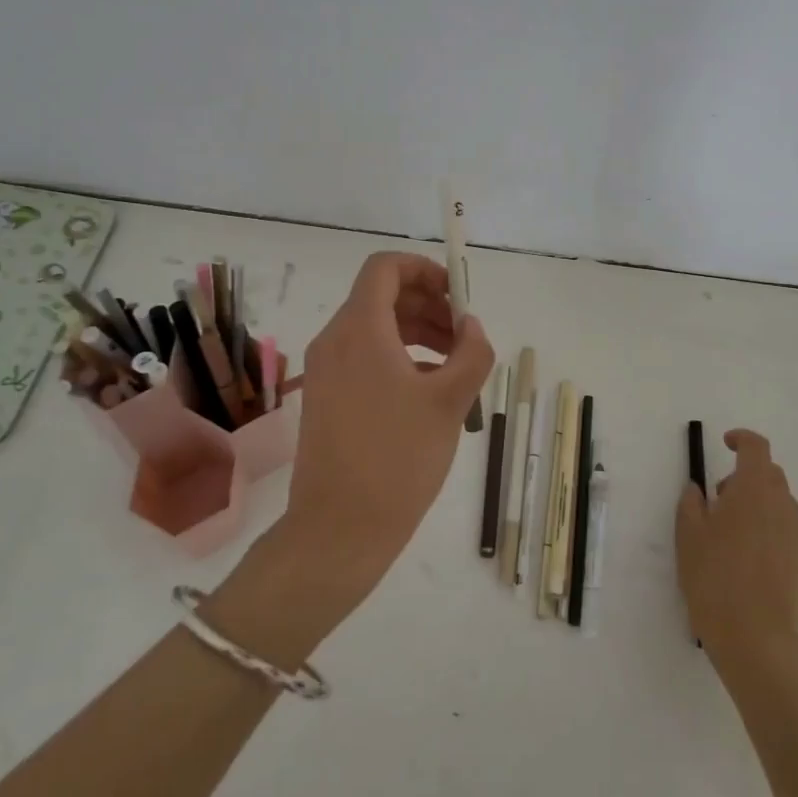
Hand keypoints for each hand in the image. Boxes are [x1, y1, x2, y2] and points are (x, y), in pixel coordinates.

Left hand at [283, 251, 494, 605]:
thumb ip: (472, 353)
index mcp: (360, 329)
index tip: (457, 297)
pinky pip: (364, 357)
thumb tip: (471, 327)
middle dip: (428, 305)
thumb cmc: (398, 458)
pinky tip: (429, 391)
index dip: (424, 270)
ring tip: (455, 365)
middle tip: (464, 336)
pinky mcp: (326, 397)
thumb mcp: (449, 402)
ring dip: (417, 332)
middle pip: (382, 296)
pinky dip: (399, 358)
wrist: (339, 529)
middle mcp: (335, 340)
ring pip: (375, 328)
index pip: (385, 267)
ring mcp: (326, 370)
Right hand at [677, 429, 797, 673]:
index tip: (724, 444)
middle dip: (744, 475)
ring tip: (727, 530)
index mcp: (754, 490)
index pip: (756, 448)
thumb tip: (698, 490)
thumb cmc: (715, 577)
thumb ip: (691, 503)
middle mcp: (781, 505)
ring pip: (777, 501)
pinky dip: (764, 525)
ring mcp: (794, 533)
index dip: (741, 439)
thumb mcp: (688, 535)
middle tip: (718, 497)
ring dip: (754, 501)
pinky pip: (782, 526)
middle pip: (769, 473)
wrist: (756, 637)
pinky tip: (742, 554)